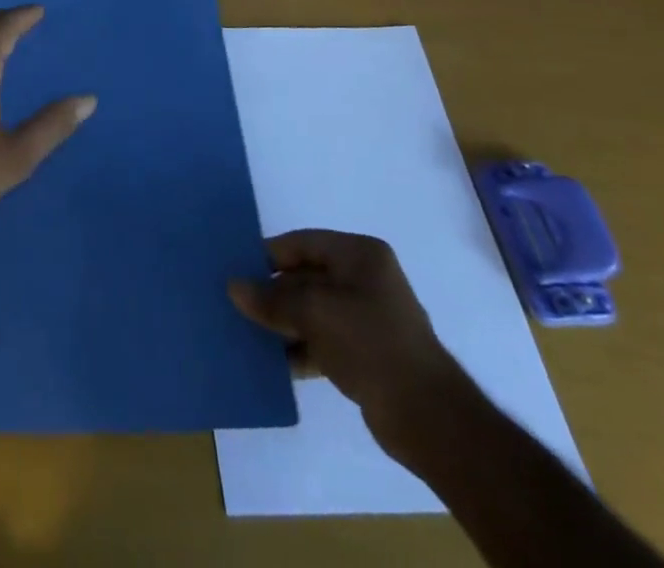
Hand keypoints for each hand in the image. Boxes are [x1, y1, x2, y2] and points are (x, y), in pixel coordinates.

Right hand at [230, 231, 468, 464]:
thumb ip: (272, 299)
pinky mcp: (366, 353)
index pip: (302, 243)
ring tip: (245, 333)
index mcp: (359, 255)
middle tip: (235, 304)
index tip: (236, 270)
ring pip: (311, 311)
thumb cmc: (371, 344)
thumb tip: (234, 287)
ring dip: (282, 322)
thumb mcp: (315, 313)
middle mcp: (364, 279)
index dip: (268, 255)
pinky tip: (271, 362)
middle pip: (305, 277)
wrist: (429, 419)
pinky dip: (298, 347)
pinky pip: (322, 340)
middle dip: (272, 292)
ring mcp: (367, 318)